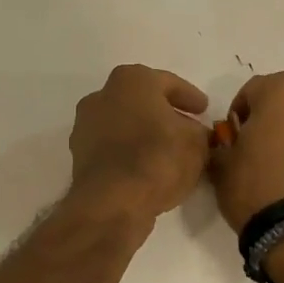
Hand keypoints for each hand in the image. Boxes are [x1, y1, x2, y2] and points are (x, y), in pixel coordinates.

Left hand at [67, 65, 210, 223]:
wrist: (112, 202)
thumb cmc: (158, 158)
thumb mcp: (196, 143)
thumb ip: (199, 132)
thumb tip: (194, 134)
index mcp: (131, 80)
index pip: (168, 83)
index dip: (190, 97)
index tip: (204, 110)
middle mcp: (102, 96)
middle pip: (141, 102)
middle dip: (164, 114)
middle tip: (187, 128)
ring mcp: (85, 126)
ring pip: (124, 124)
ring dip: (145, 134)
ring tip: (169, 152)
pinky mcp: (79, 155)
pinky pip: (113, 147)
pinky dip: (129, 153)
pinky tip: (148, 168)